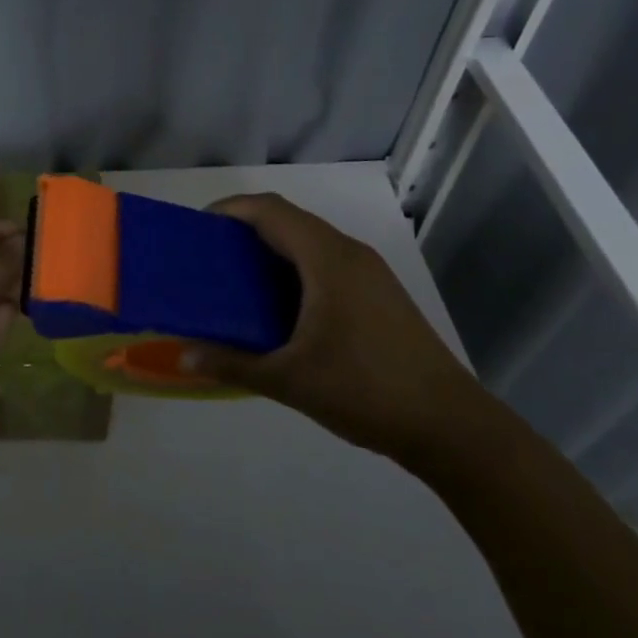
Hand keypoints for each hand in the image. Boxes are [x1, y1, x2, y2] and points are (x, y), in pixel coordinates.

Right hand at [179, 194, 487, 465]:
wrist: (452, 427)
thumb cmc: (366, 390)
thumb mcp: (290, 380)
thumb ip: (233, 364)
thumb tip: (185, 356)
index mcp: (327, 259)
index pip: (269, 210)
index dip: (229, 210)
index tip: (196, 230)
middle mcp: (348, 253)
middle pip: (287, 220)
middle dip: (244, 230)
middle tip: (208, 258)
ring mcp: (369, 273)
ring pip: (308, 242)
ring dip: (270, 250)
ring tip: (235, 280)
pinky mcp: (379, 294)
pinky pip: (325, 262)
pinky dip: (293, 269)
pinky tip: (278, 307)